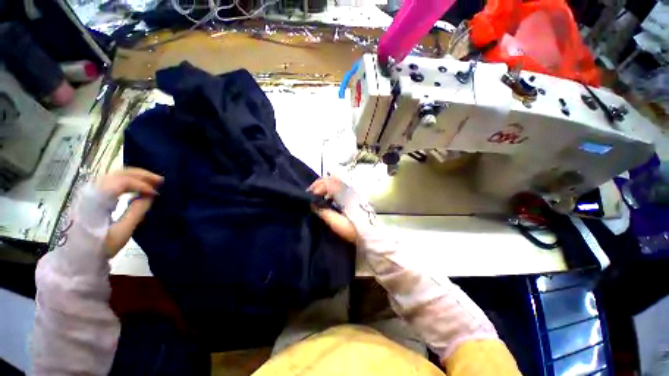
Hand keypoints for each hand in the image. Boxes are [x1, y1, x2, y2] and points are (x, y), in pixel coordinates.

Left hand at [96, 168, 162, 256]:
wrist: (78, 257)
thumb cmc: (101, 246)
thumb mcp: (122, 232)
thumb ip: (137, 212)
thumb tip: (151, 196)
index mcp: (97, 200)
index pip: (122, 182)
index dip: (142, 185)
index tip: (156, 194)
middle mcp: (92, 191)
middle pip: (119, 173)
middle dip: (142, 175)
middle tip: (160, 181)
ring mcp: (91, 192)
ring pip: (116, 175)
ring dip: (136, 176)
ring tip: (153, 182)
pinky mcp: (93, 196)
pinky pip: (113, 181)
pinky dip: (129, 181)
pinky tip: (138, 187)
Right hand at [308, 177, 356, 242]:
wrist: (370, 235)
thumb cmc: (353, 230)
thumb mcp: (337, 223)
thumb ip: (323, 212)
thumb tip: (311, 204)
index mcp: (345, 195)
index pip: (327, 183)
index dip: (316, 188)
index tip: (310, 198)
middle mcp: (348, 190)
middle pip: (331, 179)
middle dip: (318, 185)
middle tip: (310, 195)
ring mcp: (351, 192)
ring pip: (334, 182)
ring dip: (324, 187)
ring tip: (317, 197)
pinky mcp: (352, 196)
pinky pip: (338, 187)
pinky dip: (330, 190)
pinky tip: (327, 200)